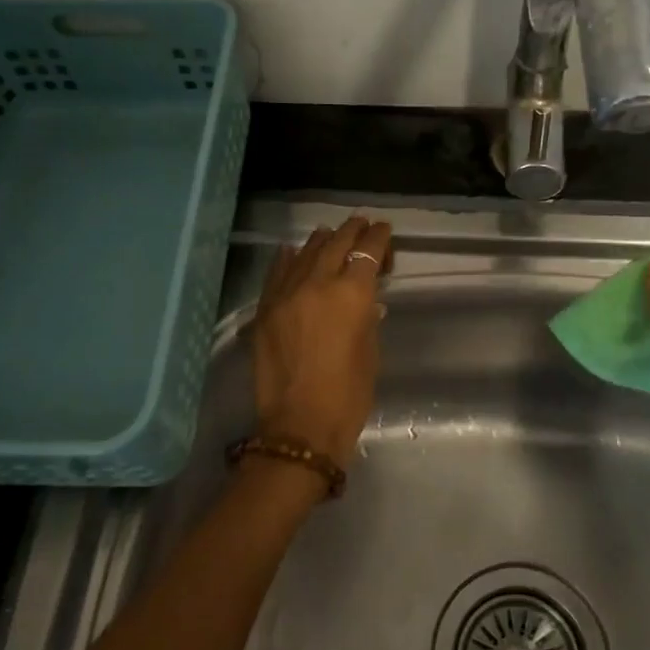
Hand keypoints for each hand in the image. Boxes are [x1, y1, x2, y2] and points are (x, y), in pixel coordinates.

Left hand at [251, 215, 393, 461]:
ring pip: (304, 253)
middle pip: (336, 244)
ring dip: (321, 241)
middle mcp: (317, 284)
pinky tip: (291, 251)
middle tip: (361, 223)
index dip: (378, 238)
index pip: (367, 252)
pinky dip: (288, 260)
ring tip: (329, 233)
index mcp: (352, 294)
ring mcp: (286, 295)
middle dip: (351, 231)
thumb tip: (365, 302)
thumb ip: (366, 318)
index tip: (383, 230)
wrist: (300, 426)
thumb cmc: (349, 395)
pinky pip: (277, 274)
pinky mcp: (265, 310)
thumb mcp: (370, 351)